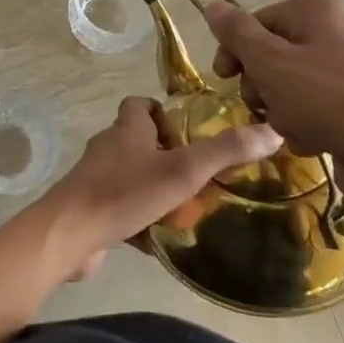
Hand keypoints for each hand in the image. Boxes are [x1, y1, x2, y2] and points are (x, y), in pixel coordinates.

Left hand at [34, 96, 281, 281]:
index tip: (188, 130)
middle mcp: (108, 147)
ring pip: (130, 177)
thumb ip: (226, 151)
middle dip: (166, 155)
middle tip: (198, 174)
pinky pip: (121, 208)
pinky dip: (139, 219)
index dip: (162, 111)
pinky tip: (160, 238)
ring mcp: (96, 179)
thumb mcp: (183, 169)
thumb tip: (273, 131)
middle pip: (138, 141)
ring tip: (186, 207)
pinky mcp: (91, 209)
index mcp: (127, 128)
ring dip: (154, 188)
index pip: (139, 104)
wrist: (70, 234)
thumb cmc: (126, 192)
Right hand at [201, 0, 343, 190]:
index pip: (256, 22)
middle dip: (261, 86)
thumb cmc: (325, 99)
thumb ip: (237, 34)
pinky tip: (315, 141)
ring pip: (289, 87)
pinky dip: (306, 127)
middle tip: (265, 104)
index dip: (234, 51)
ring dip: (281, 111)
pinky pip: (314, 110)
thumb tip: (211, 5)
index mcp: (316, 10)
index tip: (222, 79)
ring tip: (295, 127)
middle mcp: (335, 31)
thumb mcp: (270, 62)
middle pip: (272, 56)